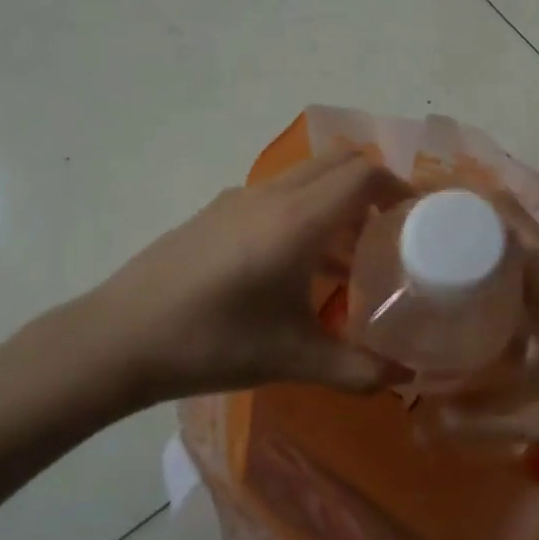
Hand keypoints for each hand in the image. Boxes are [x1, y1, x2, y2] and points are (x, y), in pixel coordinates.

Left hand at [90, 151, 414, 403]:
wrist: (121, 336)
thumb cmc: (212, 343)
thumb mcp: (292, 359)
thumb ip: (356, 368)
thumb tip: (404, 378)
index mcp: (296, 220)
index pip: (363, 174)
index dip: (398, 188)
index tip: (417, 219)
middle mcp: (271, 195)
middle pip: (338, 161)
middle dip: (372, 185)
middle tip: (389, 231)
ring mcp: (238, 198)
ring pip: (305, 176)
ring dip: (335, 199)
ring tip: (347, 255)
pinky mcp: (215, 211)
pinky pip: (276, 193)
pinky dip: (303, 209)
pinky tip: (293, 264)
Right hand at [431, 195, 538, 471]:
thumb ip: (477, 418)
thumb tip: (417, 426)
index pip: (499, 212)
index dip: (456, 204)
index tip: (414, 214)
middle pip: (505, 224)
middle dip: (461, 228)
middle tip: (416, 246)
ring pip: (523, 245)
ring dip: (487, 249)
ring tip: (443, 270)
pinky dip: (509, 272)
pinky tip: (493, 305)